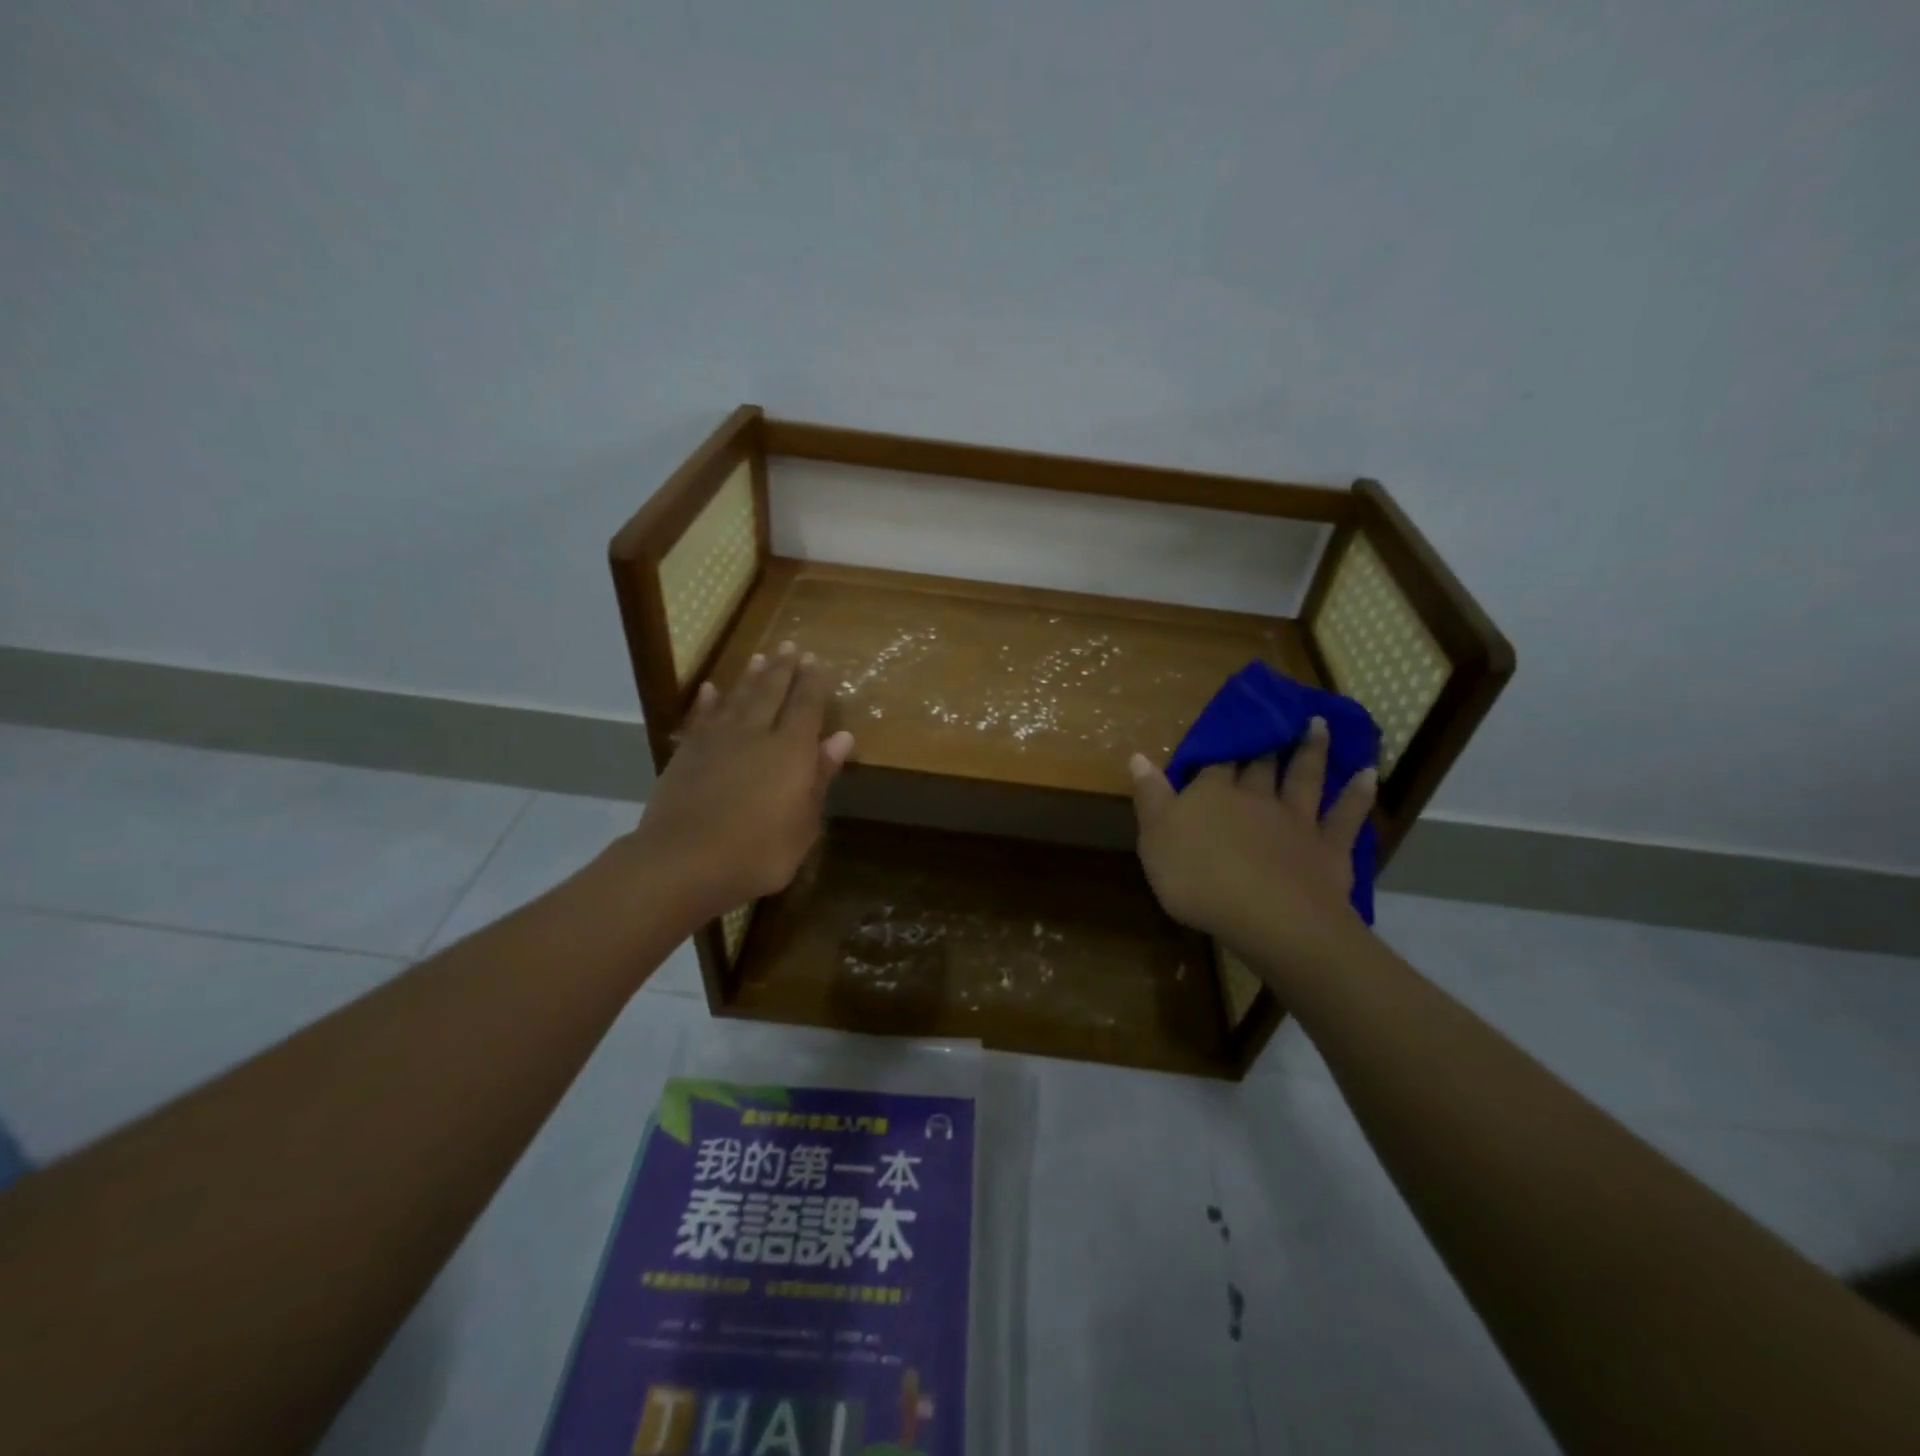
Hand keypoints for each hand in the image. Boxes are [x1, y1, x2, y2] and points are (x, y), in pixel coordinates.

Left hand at [630, 641, 853, 924]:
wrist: (683, 862)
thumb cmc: (758, 852)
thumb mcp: (804, 823)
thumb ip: (820, 777)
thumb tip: (842, 738)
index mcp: (790, 750)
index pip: (807, 705)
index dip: (814, 683)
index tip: (818, 662)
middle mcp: (755, 734)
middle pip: (772, 692)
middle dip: (784, 669)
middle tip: (791, 646)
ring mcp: (716, 741)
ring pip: (738, 698)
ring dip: (750, 677)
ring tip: (760, 657)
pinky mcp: (687, 754)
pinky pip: (701, 718)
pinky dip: (708, 702)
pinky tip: (711, 689)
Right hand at [1129, 717, 1375, 967]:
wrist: (1267, 916)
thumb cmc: (1198, 879)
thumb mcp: (1155, 839)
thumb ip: (1150, 797)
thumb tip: (1138, 756)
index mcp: (1212, 794)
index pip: (1214, 762)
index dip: (1219, 742)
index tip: (1224, 722)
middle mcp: (1256, 797)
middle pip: (1260, 763)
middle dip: (1265, 739)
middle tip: (1275, 713)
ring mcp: (1296, 820)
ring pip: (1304, 777)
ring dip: (1311, 750)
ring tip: (1318, 724)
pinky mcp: (1328, 847)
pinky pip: (1346, 814)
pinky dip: (1357, 793)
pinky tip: (1367, 773)